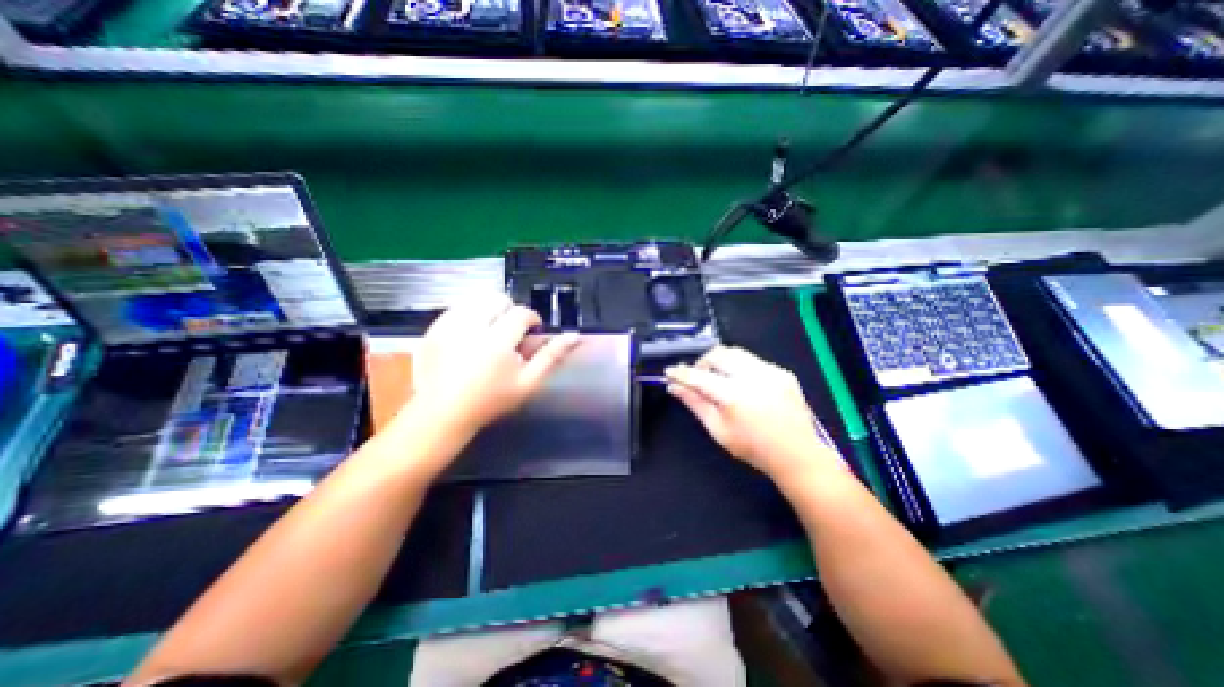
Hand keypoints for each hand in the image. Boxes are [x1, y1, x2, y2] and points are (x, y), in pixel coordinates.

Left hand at [411, 292, 579, 434]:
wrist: (443, 412)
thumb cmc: (491, 400)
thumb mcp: (528, 383)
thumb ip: (551, 356)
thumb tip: (574, 335)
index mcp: (497, 343)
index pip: (521, 313)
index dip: (531, 319)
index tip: (530, 331)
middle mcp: (471, 328)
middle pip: (497, 299)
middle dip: (509, 311)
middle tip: (509, 332)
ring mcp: (448, 326)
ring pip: (476, 298)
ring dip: (489, 310)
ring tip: (491, 331)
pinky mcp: (434, 328)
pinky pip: (458, 307)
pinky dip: (469, 314)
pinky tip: (471, 333)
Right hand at [666, 347, 847, 485]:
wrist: (797, 455)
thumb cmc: (752, 448)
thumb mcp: (717, 429)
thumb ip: (695, 404)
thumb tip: (674, 387)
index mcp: (734, 395)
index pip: (699, 376)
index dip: (681, 373)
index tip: (669, 372)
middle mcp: (752, 376)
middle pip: (718, 354)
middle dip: (702, 362)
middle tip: (697, 377)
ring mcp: (770, 371)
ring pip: (735, 353)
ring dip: (720, 361)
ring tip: (718, 378)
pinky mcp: (782, 372)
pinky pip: (753, 360)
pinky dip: (740, 367)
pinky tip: (742, 384)